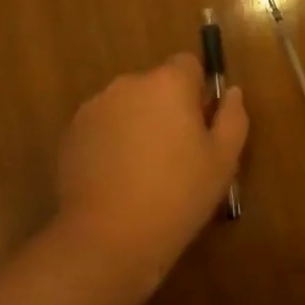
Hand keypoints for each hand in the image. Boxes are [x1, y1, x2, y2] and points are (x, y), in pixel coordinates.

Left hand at [52, 54, 247, 289]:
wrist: (107, 239)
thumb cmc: (177, 196)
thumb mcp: (223, 160)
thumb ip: (232, 117)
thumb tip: (231, 92)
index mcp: (169, 83)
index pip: (188, 64)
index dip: (197, 92)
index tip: (199, 126)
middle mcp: (129, 84)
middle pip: (156, 85)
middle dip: (166, 108)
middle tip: (175, 154)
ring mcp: (95, 107)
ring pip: (128, 105)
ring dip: (137, 123)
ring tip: (142, 170)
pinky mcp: (71, 133)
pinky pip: (102, 126)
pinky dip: (111, 141)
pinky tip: (116, 179)